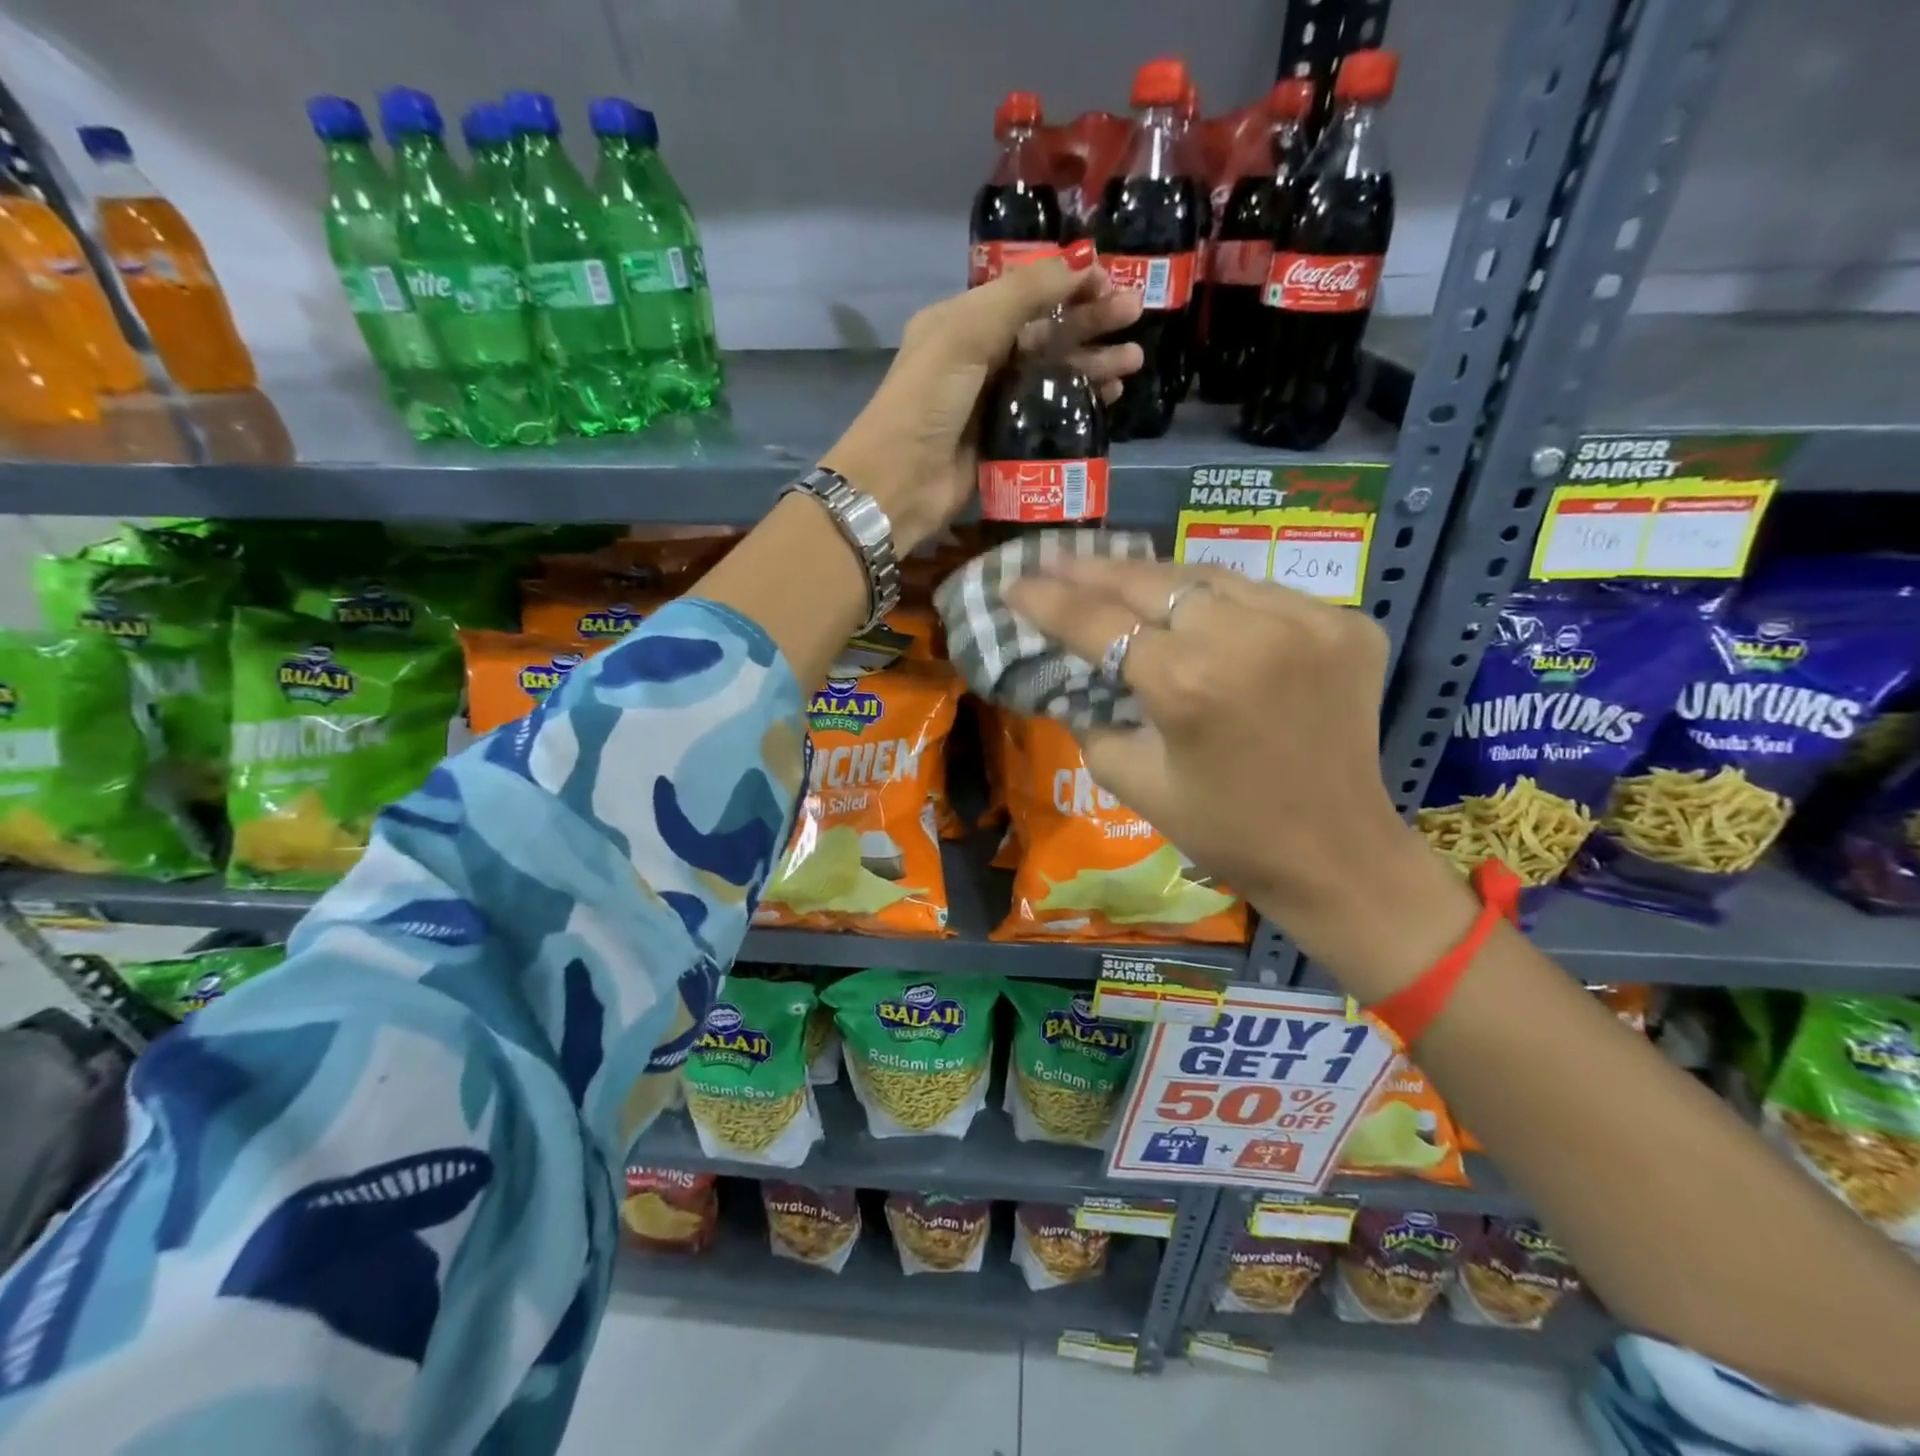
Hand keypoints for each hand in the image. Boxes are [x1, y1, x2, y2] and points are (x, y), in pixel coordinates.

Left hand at [821, 241, 1143, 554]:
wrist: (900, 482)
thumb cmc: (927, 401)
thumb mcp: (967, 332)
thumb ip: (1023, 294)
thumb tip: (1081, 260)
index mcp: (962, 322)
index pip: (1025, 293)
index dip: (1068, 283)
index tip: (1111, 281)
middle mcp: (979, 357)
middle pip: (1044, 331)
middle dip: (1089, 321)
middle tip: (1135, 314)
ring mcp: (993, 402)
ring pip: (1051, 373)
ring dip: (1091, 364)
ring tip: (1133, 361)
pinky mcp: (1004, 441)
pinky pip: (1049, 414)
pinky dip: (1078, 403)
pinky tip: (1108, 397)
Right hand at [1006, 556, 1472, 984]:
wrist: (1336, 854)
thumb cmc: (1226, 831)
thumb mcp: (1135, 784)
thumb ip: (1091, 722)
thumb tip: (1073, 681)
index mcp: (1186, 684)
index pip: (1099, 623)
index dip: (1049, 602)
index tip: (1014, 585)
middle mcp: (1246, 636)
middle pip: (1150, 582)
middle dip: (1093, 570)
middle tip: (1054, 562)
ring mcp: (1306, 621)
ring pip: (1208, 577)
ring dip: (1155, 579)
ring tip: (1115, 575)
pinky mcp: (1346, 624)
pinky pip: (1263, 595)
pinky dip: (1221, 600)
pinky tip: (1195, 610)